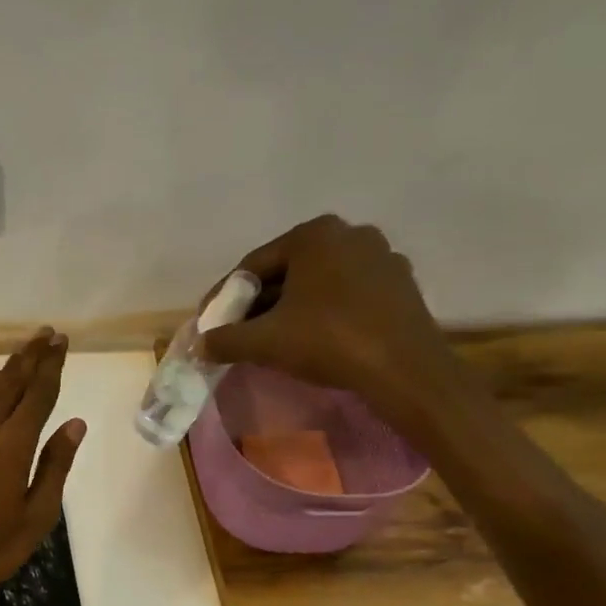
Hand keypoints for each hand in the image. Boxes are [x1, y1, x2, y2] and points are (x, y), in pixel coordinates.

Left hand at [0, 328, 85, 605]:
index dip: (51, 366)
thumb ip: (54, 466)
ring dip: (6, 369)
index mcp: (13, 447)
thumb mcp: (36, 516)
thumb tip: (75, 424)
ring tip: (22, 351)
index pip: (37, 395)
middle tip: (46, 333)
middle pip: (10, 384)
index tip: (61, 341)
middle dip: (30, 357)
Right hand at [200, 216, 461, 431]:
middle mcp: (349, 234)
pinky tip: (312, 340)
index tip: (210, 323)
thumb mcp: (264, 341)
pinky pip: (345, 295)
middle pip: (285, 272)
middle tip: (237, 333)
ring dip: (289, 310)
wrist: (405, 371)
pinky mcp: (399, 285)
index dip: (225, 297)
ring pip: (316, 284)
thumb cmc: (329, 341)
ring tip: (271, 340)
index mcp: (314, 234)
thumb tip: (199, 344)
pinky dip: (322, 314)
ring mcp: (380, 257)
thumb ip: (225, 339)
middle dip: (258, 304)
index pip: (253, 266)